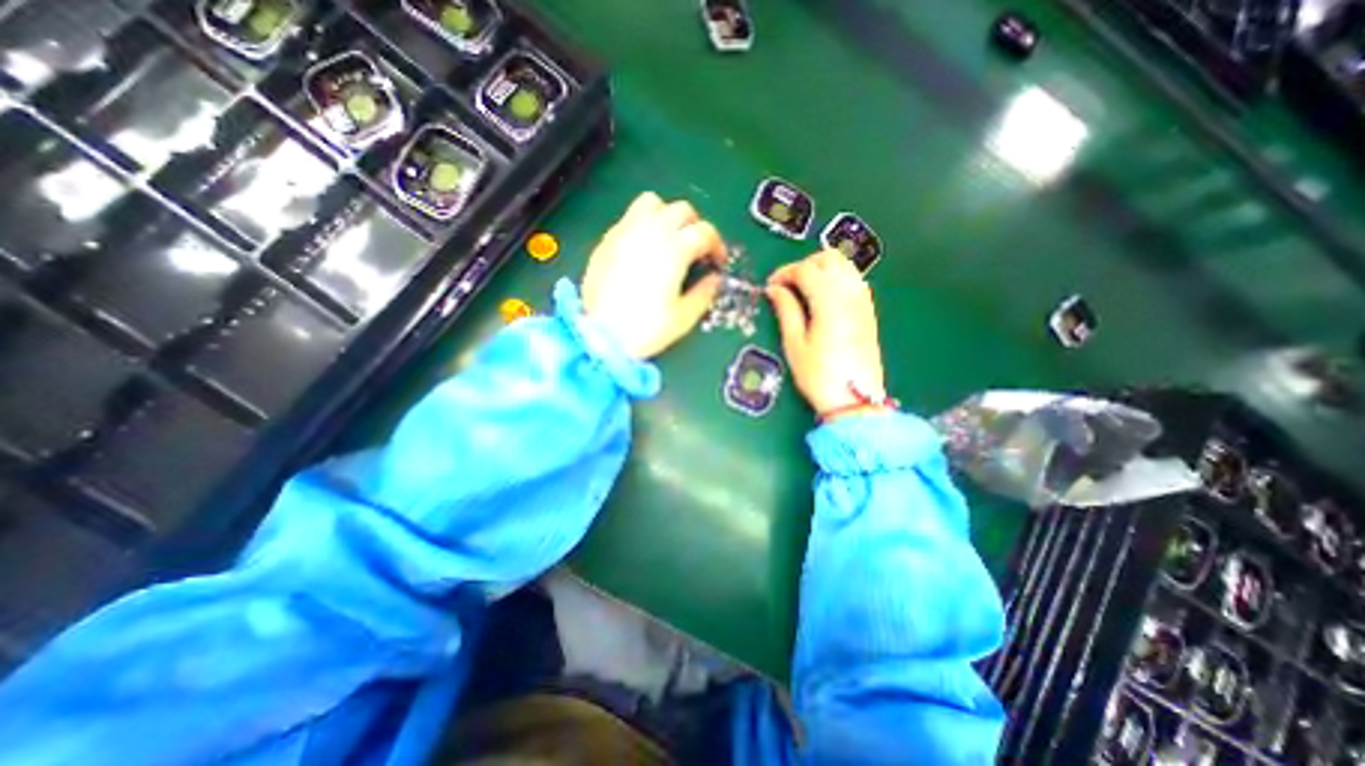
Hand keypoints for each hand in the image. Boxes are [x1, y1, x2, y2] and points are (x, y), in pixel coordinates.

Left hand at [589, 191, 736, 357]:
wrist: (601, 336)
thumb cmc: (646, 329)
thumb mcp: (683, 317)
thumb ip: (704, 293)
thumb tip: (714, 279)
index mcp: (673, 251)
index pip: (704, 231)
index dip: (717, 244)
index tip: (717, 261)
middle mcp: (650, 233)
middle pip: (681, 210)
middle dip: (695, 226)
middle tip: (696, 249)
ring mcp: (625, 233)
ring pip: (652, 203)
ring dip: (667, 215)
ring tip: (668, 238)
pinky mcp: (607, 241)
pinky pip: (629, 217)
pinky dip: (643, 224)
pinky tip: (643, 248)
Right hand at [762, 247, 892, 418]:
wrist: (855, 400)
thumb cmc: (819, 375)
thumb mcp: (795, 344)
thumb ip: (786, 311)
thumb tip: (774, 289)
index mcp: (829, 302)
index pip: (805, 270)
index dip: (784, 273)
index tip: (770, 286)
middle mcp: (850, 295)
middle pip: (828, 259)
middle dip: (804, 265)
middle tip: (787, 285)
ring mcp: (863, 301)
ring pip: (844, 265)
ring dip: (821, 269)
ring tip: (803, 290)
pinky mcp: (868, 311)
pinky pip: (853, 279)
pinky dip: (836, 278)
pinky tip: (823, 298)